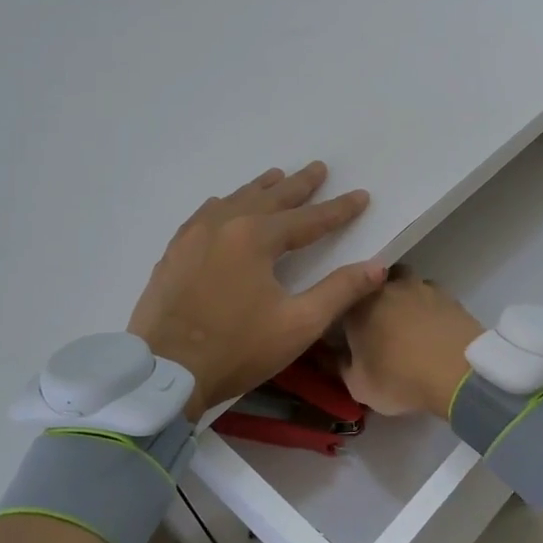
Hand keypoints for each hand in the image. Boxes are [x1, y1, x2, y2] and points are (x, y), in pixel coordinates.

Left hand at [128, 163, 385, 417]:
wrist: (164, 374)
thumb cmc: (237, 349)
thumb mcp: (299, 324)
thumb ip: (340, 291)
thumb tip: (378, 266)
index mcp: (256, 238)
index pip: (308, 218)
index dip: (338, 209)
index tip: (361, 196)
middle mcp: (224, 225)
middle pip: (269, 198)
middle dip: (298, 185)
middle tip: (318, 168)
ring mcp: (194, 236)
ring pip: (234, 200)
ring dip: (260, 188)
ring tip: (276, 175)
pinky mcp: (174, 252)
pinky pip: (205, 214)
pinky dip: (225, 204)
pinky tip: (224, 204)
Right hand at [337, 268, 483, 418]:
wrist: (457, 372)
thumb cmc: (400, 379)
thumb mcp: (359, 386)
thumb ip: (343, 367)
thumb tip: (341, 356)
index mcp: (357, 306)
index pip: (341, 302)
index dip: (345, 317)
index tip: (348, 334)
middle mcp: (385, 287)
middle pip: (373, 285)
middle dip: (373, 300)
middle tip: (377, 327)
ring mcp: (419, 286)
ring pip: (404, 283)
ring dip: (403, 298)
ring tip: (408, 324)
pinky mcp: (447, 294)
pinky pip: (430, 296)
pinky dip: (428, 307)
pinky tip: (432, 327)